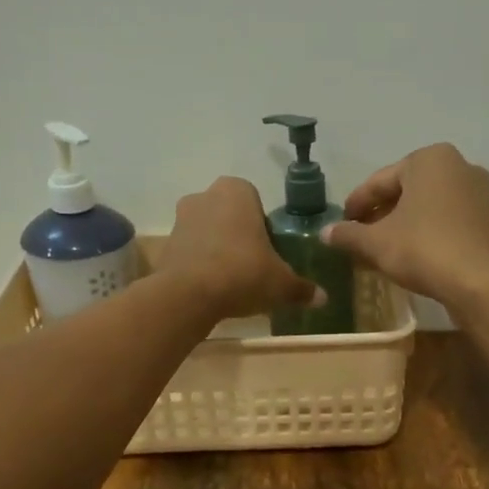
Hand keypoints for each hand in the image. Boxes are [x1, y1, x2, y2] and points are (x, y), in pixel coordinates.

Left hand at [159, 177, 321, 321]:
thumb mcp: (281, 284)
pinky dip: (200, 266)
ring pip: (208, 233)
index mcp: (237, 190)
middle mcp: (205, 195)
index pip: (257, 203)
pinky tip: (212, 290)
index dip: (264, 229)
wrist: (189, 295)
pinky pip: (191, 252)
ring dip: (218, 252)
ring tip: (232, 282)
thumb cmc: (243, 273)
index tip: (269, 254)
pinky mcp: (164, 244)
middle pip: (230, 217)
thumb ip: (302, 289)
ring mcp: (180, 219)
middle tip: (253, 268)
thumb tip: (323, 298)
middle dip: (240, 238)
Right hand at [322, 143, 488, 310]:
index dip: (356, 205)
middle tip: (359, 239)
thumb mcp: (377, 243)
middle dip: (380, 215)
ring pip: (427, 207)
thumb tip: (325, 232)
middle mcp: (459, 166)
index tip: (341, 225)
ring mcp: (479, 193)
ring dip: (402, 226)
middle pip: (406, 192)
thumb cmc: (424, 250)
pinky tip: (412, 257)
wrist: (482, 283)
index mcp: (429, 159)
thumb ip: (348, 235)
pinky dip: (426, 234)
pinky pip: (447, 221)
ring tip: (382, 251)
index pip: (380, 181)